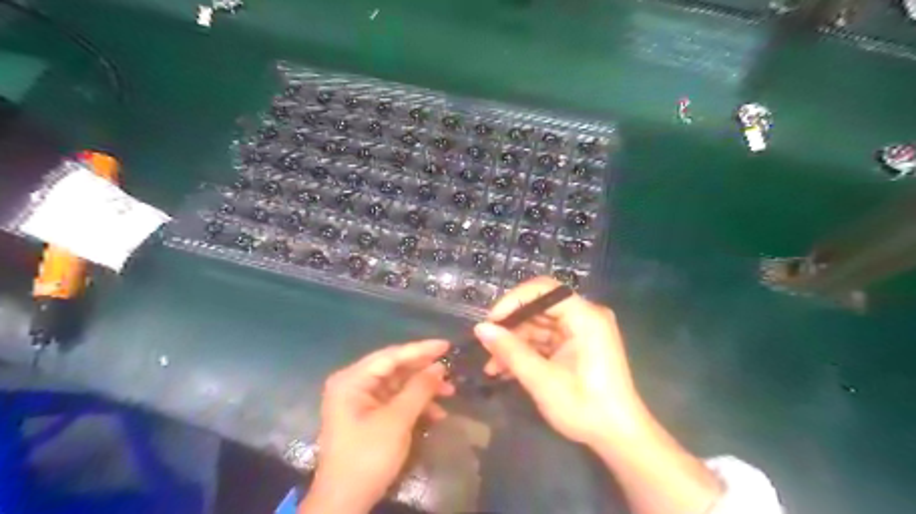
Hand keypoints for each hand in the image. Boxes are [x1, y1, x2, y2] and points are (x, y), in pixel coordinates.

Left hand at [301, 340, 453, 512]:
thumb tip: (440, 366)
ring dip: (423, 390)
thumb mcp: (397, 420)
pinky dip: (415, 405)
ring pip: (398, 385)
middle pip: (395, 369)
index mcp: (352, 380)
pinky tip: (436, 413)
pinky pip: (396, 401)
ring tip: (449, 393)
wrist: (344, 503)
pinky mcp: (369, 415)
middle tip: (450, 370)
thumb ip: (419, 389)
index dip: (421, 350)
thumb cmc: (367, 457)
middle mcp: (354, 384)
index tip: (446, 345)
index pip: (391, 356)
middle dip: (424, 372)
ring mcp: (361, 400)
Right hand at [476, 277, 639, 445]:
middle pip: (539, 307)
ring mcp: (580, 331)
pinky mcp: (576, 345)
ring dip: (514, 343)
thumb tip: (480, 328)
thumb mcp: (542, 380)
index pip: (543, 290)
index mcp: (585, 316)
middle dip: (510, 327)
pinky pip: (545, 339)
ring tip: (491, 365)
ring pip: (538, 325)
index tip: (491, 322)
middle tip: (486, 346)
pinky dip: (526, 352)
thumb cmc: (585, 406)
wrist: (619, 437)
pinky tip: (505, 369)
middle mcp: (584, 316)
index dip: (513, 301)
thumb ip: (510, 351)